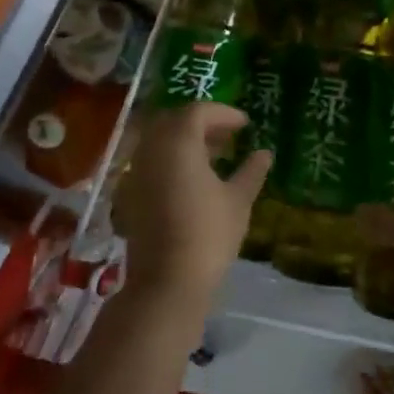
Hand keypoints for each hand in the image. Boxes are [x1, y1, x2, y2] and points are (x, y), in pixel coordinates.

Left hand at [112, 103, 271, 312]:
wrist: (166, 282)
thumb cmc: (208, 235)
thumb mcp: (238, 201)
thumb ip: (251, 171)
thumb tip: (264, 153)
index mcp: (178, 143)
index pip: (198, 111)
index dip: (223, 114)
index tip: (245, 125)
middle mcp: (151, 150)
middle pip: (174, 120)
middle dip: (201, 123)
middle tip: (228, 136)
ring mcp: (136, 172)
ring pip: (159, 140)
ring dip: (185, 141)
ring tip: (214, 157)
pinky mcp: (130, 194)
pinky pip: (150, 162)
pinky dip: (170, 159)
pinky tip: (192, 179)